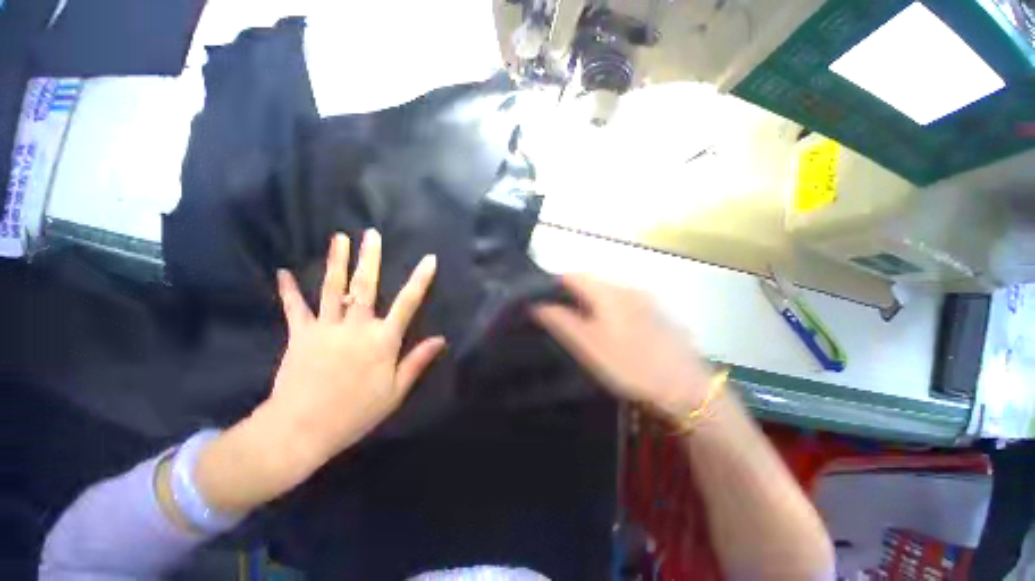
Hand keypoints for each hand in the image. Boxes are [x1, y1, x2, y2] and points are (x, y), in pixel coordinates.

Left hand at [267, 229, 445, 461]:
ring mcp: (326, 328)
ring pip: (332, 288)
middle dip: (370, 258)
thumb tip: (441, 339)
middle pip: (365, 286)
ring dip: (337, 261)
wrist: (301, 430)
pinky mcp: (300, 335)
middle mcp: (356, 327)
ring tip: (339, 238)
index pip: (408, 303)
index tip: (429, 259)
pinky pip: (295, 308)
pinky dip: (289, 290)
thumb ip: (417, 361)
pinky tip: (283, 272)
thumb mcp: (396, 391)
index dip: (420, 280)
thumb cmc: (356, 412)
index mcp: (382, 340)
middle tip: (371, 234)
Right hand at [532, 274, 711, 417]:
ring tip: (579, 322)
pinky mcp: (655, 311)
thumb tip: (537, 305)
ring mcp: (645, 298)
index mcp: (610, 292)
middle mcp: (628, 287)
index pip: (574, 275)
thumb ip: (561, 322)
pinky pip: (622, 301)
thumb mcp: (589, 347)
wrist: (687, 389)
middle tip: (557, 313)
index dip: (554, 283)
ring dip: (589, 300)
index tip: (541, 298)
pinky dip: (607, 307)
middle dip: (571, 292)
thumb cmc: (631, 366)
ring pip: (607, 291)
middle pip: (591, 281)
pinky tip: (608, 328)